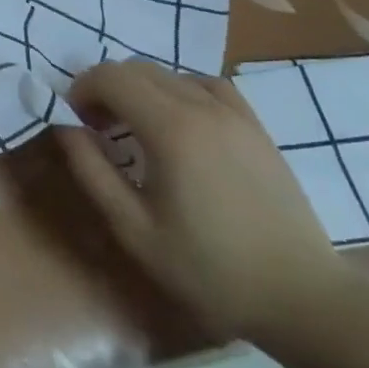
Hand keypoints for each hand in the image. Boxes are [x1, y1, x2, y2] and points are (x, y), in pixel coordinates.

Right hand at [57, 60, 351, 340]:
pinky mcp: (256, 127)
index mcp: (170, 129)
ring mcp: (235, 114)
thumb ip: (91, 170)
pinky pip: (207, 85)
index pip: (109, 76)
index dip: (81, 90)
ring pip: (170, 74)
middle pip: (136, 68)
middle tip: (98, 128)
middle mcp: (202, 106)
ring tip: (136, 128)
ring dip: (140, 89)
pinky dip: (180, 90)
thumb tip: (64, 125)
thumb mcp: (134, 228)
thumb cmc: (210, 269)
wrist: (303, 299)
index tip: (76, 122)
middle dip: (106, 88)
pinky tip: (180, 122)